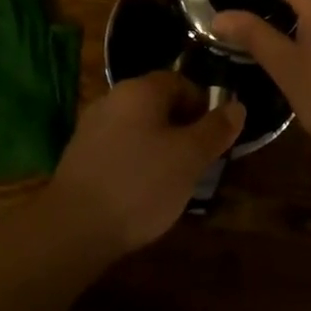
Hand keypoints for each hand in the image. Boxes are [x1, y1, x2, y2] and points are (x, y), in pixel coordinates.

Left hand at [47, 73, 243, 253]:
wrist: (73, 228)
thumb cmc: (140, 184)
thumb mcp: (189, 158)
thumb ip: (215, 130)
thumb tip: (237, 106)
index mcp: (141, 89)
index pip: (182, 82)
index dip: (204, 107)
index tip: (213, 139)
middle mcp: (114, 97)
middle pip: (158, 103)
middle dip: (181, 128)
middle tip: (196, 162)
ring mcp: (92, 125)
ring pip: (138, 126)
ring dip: (158, 146)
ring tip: (171, 181)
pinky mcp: (79, 154)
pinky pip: (118, 147)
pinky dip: (134, 161)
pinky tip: (139, 192)